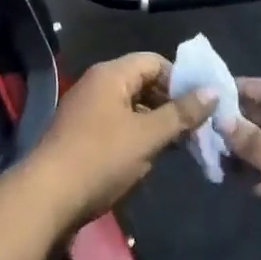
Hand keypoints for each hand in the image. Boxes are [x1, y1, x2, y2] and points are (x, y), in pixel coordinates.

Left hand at [24, 52, 216, 233]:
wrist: (47, 197)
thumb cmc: (101, 158)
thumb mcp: (148, 135)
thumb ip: (182, 113)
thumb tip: (213, 91)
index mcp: (111, 74)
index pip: (154, 61)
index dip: (181, 80)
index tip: (202, 105)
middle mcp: (97, 85)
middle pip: (143, 83)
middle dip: (171, 103)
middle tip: (197, 128)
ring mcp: (86, 110)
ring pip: (132, 107)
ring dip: (156, 123)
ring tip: (180, 145)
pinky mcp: (81, 135)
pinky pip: (118, 125)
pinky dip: (137, 135)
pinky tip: (151, 157)